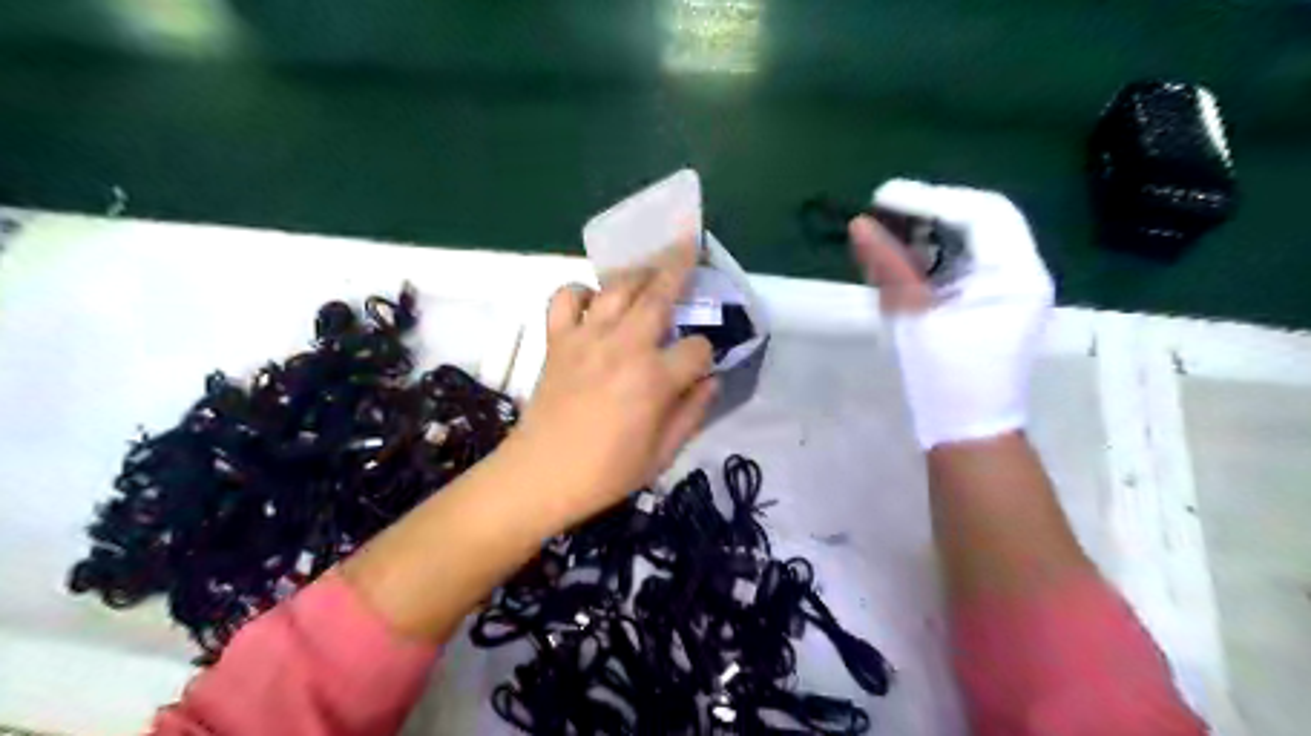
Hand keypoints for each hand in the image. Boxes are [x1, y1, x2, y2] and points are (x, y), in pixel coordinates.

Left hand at [509, 235, 715, 521]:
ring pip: (617, 287)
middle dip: (679, 265)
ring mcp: (586, 337)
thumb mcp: (663, 454)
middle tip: (688, 243)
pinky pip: (566, 298)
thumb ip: (693, 412)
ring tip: (650, 267)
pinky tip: (593, 303)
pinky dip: (580, 291)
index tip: (698, 369)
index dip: (705, 355)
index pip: (697, 348)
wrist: (540, 476)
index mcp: (655, 379)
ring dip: (637, 271)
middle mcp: (624, 346)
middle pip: (659, 293)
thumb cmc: (606, 472)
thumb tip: (710, 380)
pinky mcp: (557, 340)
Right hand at [852, 179, 1052, 448]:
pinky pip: (973, 260)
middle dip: (935, 207)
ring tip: (893, 227)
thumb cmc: (944, 380)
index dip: (929, 198)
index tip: (882, 197)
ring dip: (937, 228)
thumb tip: (860, 224)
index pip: (980, 213)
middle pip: (985, 217)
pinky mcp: (1000, 301)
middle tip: (887, 207)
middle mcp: (1026, 272)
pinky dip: (940, 251)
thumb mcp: (911, 319)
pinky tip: (910, 254)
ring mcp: (1016, 287)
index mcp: (1016, 275)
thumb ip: (887, 267)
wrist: (968, 431)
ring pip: (979, 236)